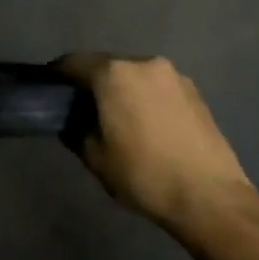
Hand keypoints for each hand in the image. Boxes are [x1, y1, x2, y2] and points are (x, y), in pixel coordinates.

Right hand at [58, 53, 258, 237]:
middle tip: (81, 108)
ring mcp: (174, 75)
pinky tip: (145, 125)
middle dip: (91, 82)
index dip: (57, 75)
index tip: (49, 90)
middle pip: (106, 65)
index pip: (73, 62)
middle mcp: (144, 63)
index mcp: (114, 74)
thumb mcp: (95, 157)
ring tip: (116, 118)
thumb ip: (76, 130)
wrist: (209, 196)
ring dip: (121, 90)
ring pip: (134, 75)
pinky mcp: (195, 92)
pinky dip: (144, 98)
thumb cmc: (143, 174)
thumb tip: (73, 120)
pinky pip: (157, 87)